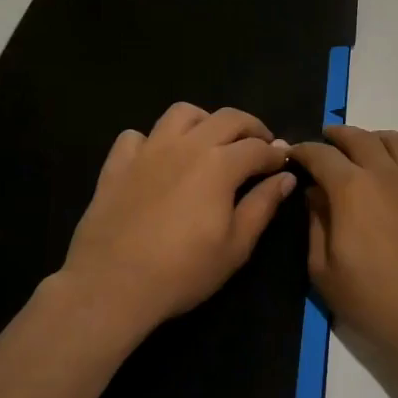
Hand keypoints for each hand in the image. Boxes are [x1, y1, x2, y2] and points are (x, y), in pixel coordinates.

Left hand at [60, 103, 296, 338]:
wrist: (112, 284)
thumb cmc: (182, 270)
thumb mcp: (236, 247)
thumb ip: (262, 206)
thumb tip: (285, 177)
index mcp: (220, 164)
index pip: (257, 147)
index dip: (276, 153)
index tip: (284, 162)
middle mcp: (187, 145)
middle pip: (227, 118)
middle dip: (251, 127)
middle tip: (259, 145)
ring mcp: (149, 150)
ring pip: (182, 113)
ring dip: (204, 121)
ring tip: (210, 141)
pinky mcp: (118, 163)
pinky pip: (136, 136)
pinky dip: (151, 141)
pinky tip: (157, 159)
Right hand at [291, 126, 397, 380]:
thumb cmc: (374, 302)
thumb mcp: (324, 272)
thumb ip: (315, 225)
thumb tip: (315, 193)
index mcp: (352, 189)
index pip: (321, 155)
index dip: (304, 150)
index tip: (294, 154)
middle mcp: (387, 174)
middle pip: (360, 138)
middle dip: (338, 135)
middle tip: (328, 140)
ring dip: (378, 139)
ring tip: (370, 148)